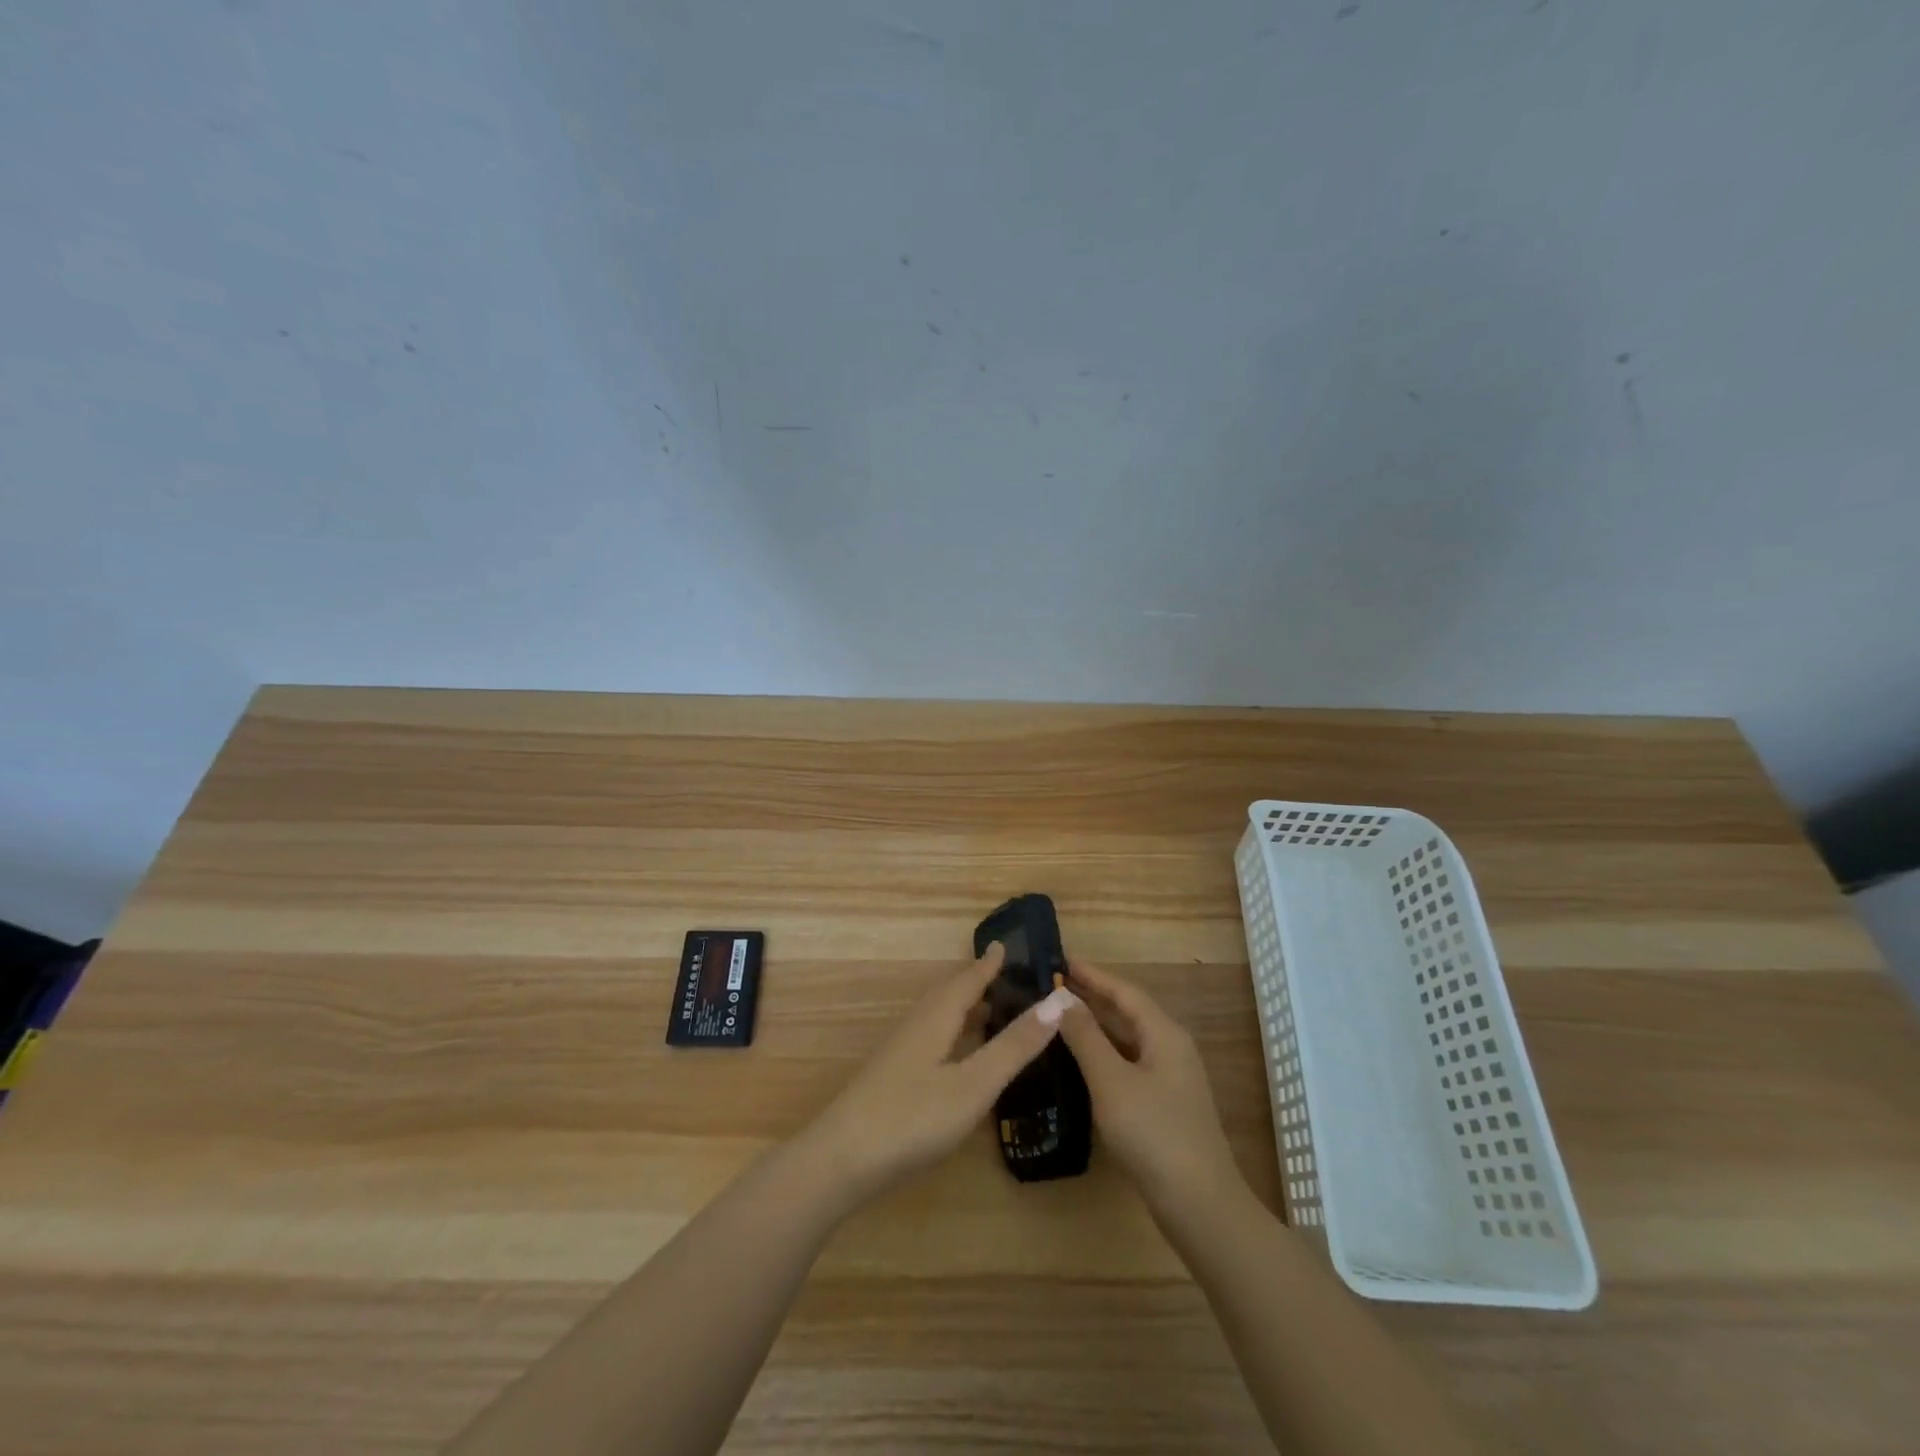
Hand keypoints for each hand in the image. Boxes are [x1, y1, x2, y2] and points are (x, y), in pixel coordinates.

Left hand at [803, 944, 1072, 1205]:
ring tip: (992, 1009)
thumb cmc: (912, 1118)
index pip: (967, 979)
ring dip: (965, 1007)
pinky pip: (932, 1037)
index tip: (1005, 944)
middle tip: (1007, 975)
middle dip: (977, 982)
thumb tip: (1056, 1000)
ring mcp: (900, 1053)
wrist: (841, 1161)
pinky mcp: (893, 1078)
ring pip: (938, 1017)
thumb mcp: (973, 1084)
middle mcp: (917, 1026)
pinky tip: (961, 1055)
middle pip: (949, 994)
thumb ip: (1013, 1046)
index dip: (988, 964)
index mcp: (936, 1018)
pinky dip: (954, 1032)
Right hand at [1055, 959, 1243, 1221]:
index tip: (1061, 959)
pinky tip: (1080, 1061)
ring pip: (1128, 1039)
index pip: (1124, 991)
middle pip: (1128, 1012)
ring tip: (1059, 1015)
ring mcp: (1170, 1078)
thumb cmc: (1154, 1134)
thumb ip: (1085, 1037)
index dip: (1092, 974)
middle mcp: (1171, 1048)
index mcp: (1164, 1034)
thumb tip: (1060, 998)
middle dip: (1092, 997)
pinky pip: (1129, 1063)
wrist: (1200, 1206)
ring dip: (1096, 1025)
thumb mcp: (1111, 1081)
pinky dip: (1104, 1053)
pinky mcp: (1164, 1105)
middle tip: (1053, 985)